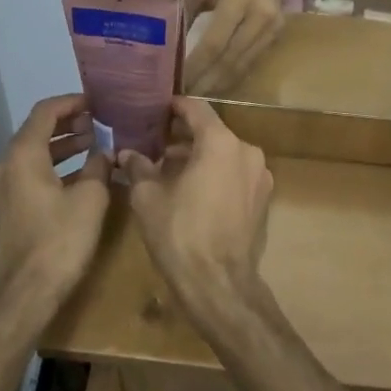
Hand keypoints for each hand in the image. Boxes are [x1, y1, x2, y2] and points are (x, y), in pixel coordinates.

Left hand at [0, 94, 113, 302]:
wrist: (24, 293)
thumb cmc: (60, 239)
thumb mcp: (90, 198)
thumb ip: (98, 167)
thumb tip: (104, 153)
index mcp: (24, 155)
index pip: (45, 112)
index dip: (72, 102)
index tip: (97, 102)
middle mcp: (7, 165)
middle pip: (37, 131)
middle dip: (69, 124)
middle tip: (99, 123)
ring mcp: (4, 189)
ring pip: (35, 154)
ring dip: (63, 146)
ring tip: (94, 145)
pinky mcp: (9, 209)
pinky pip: (32, 174)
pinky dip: (55, 167)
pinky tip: (81, 176)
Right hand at [120, 97, 274, 321]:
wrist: (218, 283)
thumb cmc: (179, 233)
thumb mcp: (147, 197)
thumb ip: (138, 167)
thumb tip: (126, 154)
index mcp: (221, 143)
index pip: (196, 109)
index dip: (174, 107)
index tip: (156, 109)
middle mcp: (247, 151)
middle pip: (213, 132)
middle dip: (184, 136)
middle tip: (156, 143)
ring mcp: (260, 176)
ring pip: (225, 154)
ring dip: (200, 157)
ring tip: (170, 170)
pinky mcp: (264, 199)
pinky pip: (236, 174)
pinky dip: (216, 174)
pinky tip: (194, 191)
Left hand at [186, 0, 287, 94]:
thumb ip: (187, 6)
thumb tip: (169, 41)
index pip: (215, 41)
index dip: (196, 64)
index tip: (178, 80)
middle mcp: (259, 16)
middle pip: (230, 59)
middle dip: (206, 81)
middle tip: (184, 97)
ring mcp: (272, 27)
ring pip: (243, 65)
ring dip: (219, 83)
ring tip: (197, 95)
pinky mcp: (277, 34)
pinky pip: (252, 61)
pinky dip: (233, 75)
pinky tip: (216, 84)